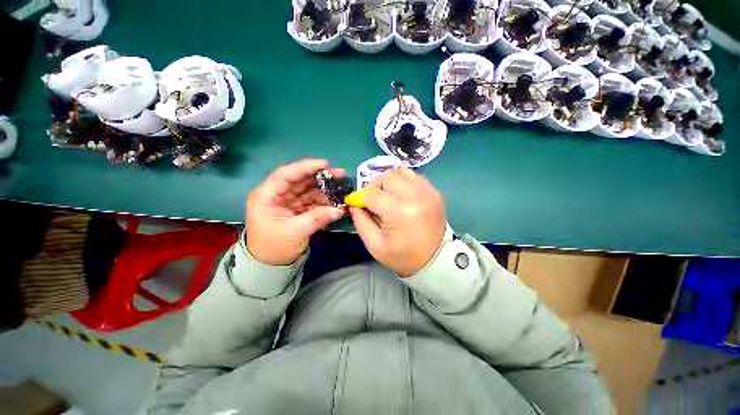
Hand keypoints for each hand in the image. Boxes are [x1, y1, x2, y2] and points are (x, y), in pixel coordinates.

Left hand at [245, 159, 345, 264]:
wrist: (269, 266)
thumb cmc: (274, 247)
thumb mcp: (295, 232)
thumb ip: (318, 218)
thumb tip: (340, 209)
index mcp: (267, 196)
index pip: (285, 175)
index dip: (305, 167)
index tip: (324, 164)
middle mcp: (277, 195)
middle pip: (300, 180)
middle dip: (320, 177)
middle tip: (340, 174)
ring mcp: (288, 202)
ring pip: (308, 190)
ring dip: (325, 188)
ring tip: (342, 187)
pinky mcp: (297, 209)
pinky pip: (312, 201)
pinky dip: (324, 200)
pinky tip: (336, 200)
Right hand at [350, 167, 446, 276]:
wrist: (436, 259)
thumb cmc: (403, 256)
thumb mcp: (375, 245)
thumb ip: (360, 221)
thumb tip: (354, 204)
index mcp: (399, 211)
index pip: (371, 194)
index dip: (360, 198)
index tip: (356, 204)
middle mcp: (414, 195)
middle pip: (386, 177)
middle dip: (374, 187)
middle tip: (373, 201)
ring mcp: (427, 191)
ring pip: (399, 172)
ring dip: (388, 182)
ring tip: (387, 196)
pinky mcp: (433, 191)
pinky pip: (413, 176)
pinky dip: (402, 181)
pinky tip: (401, 195)